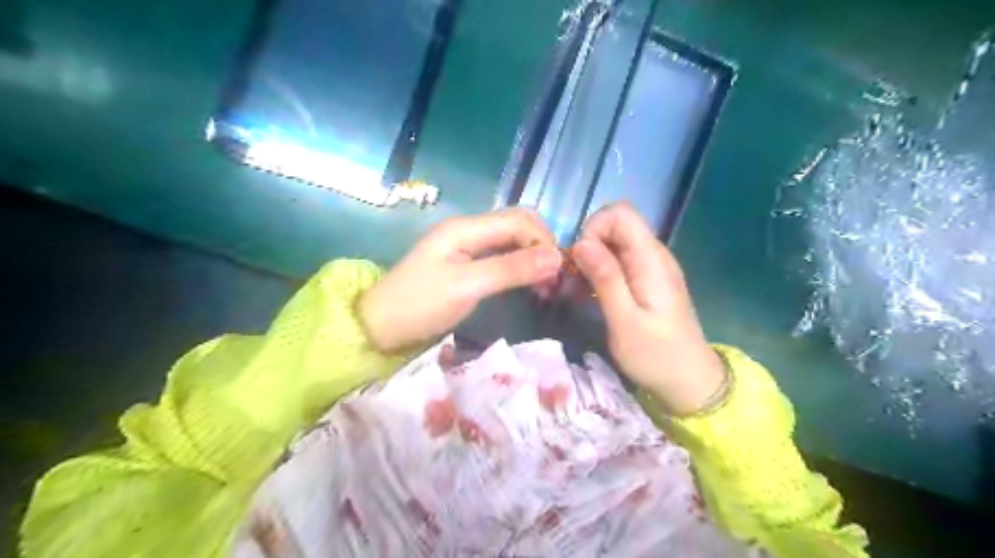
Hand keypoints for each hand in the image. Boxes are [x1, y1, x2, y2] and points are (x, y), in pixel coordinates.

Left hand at [360, 210, 562, 353]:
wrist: (380, 325)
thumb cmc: (418, 304)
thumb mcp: (466, 287)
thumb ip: (510, 270)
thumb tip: (556, 258)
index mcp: (466, 228)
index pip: (518, 221)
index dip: (543, 241)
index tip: (559, 272)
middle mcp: (469, 230)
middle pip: (517, 225)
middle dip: (541, 246)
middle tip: (555, 279)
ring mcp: (467, 246)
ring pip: (512, 241)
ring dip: (533, 257)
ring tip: (546, 285)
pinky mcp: (467, 264)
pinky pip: (502, 256)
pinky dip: (520, 266)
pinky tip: (528, 284)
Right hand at [571, 204, 728, 416]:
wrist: (690, 381)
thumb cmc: (656, 355)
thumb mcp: (625, 321)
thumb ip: (605, 278)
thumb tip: (581, 242)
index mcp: (651, 259)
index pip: (620, 213)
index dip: (594, 228)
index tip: (579, 261)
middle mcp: (653, 254)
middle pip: (614, 225)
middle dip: (587, 245)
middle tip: (572, 279)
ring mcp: (650, 266)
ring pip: (612, 243)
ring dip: (589, 260)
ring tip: (575, 290)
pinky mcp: (646, 279)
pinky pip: (617, 260)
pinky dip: (598, 271)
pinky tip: (588, 295)